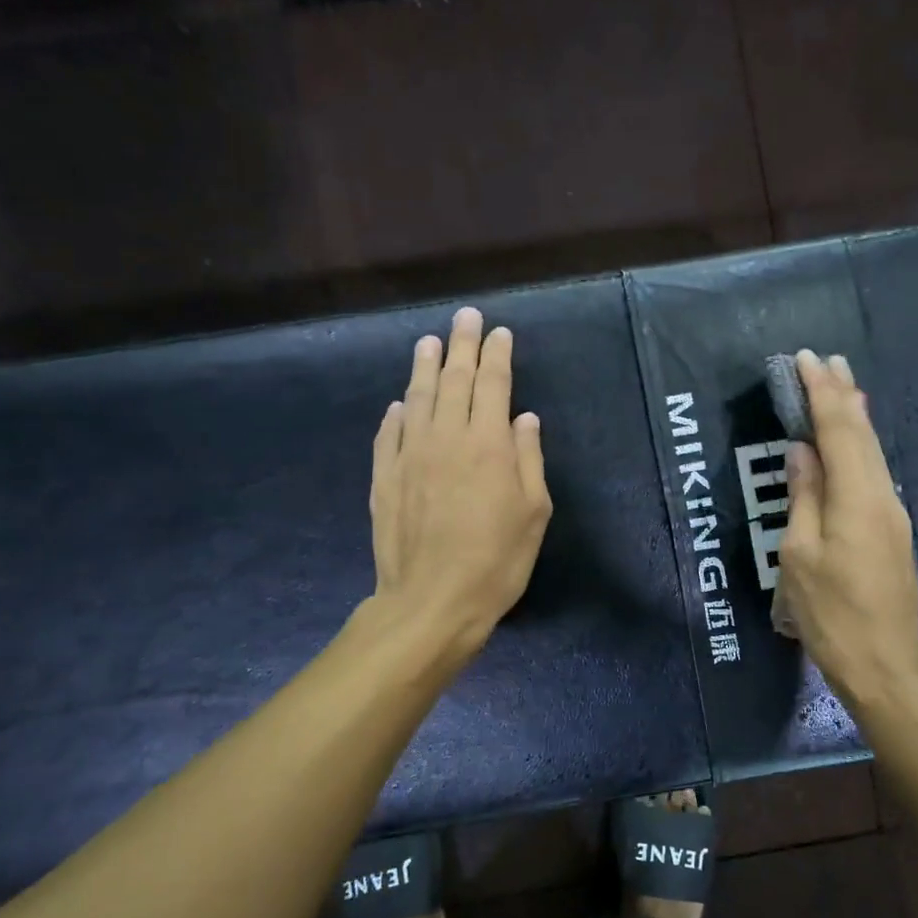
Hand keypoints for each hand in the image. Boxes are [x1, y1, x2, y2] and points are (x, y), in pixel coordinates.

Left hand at [369, 306, 552, 657]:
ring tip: (428, 342)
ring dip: (424, 366)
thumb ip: (528, 458)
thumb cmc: (496, 560)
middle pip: (454, 379)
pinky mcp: (384, 478)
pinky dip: (396, 414)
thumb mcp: (533, 512)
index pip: (493, 384)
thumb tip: (524, 417)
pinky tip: (399, 404)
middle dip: (461, 344)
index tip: (499, 332)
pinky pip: (389, 434)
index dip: (497, 354)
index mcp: (489, 444)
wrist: (432, 601)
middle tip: (465, 317)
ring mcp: (410, 455)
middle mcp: (447, 437)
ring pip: (417, 398)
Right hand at [776, 350, 917, 712]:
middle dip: (844, 395)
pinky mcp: (892, 532)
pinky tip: (852, 441)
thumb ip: (804, 498)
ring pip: (872, 452)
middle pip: (862, 435)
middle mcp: (882, 497)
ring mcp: (892, 515)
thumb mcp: (799, 556)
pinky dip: (859, 445)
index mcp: (857, 499)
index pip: (838, 431)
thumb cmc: (831, 614)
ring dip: (854, 416)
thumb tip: (802, 452)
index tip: (807, 359)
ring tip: (842, 386)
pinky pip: (873, 473)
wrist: (886, 665)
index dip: (821, 393)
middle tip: (829, 360)